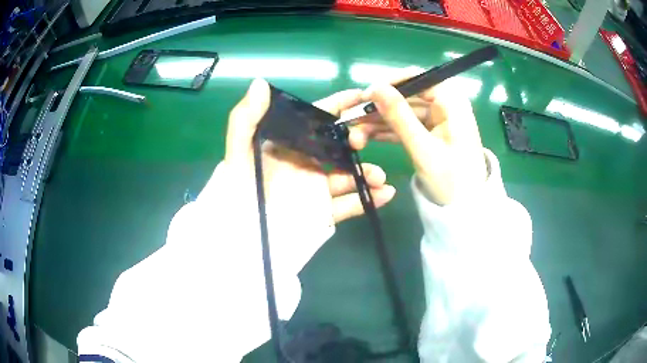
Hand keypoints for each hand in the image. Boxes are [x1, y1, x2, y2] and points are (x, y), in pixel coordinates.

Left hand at [203, 79, 395, 273]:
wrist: (241, 237)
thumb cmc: (237, 192)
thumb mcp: (237, 154)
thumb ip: (245, 119)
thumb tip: (260, 83)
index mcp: (287, 145)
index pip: (316, 119)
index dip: (338, 106)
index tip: (362, 96)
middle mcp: (304, 163)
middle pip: (338, 147)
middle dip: (357, 141)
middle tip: (365, 141)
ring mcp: (314, 189)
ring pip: (347, 177)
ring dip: (366, 173)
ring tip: (379, 175)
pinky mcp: (321, 212)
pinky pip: (348, 206)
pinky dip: (367, 201)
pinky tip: (385, 194)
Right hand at [349, 68, 487, 204]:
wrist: (466, 208)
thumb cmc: (452, 180)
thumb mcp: (423, 148)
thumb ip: (399, 116)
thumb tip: (374, 88)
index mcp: (451, 101)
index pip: (417, 78)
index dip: (389, 84)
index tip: (364, 96)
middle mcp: (444, 103)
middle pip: (406, 95)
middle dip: (379, 107)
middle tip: (351, 118)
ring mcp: (437, 118)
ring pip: (402, 111)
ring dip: (378, 121)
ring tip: (354, 134)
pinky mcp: (430, 132)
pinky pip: (405, 125)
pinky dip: (387, 131)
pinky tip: (366, 137)